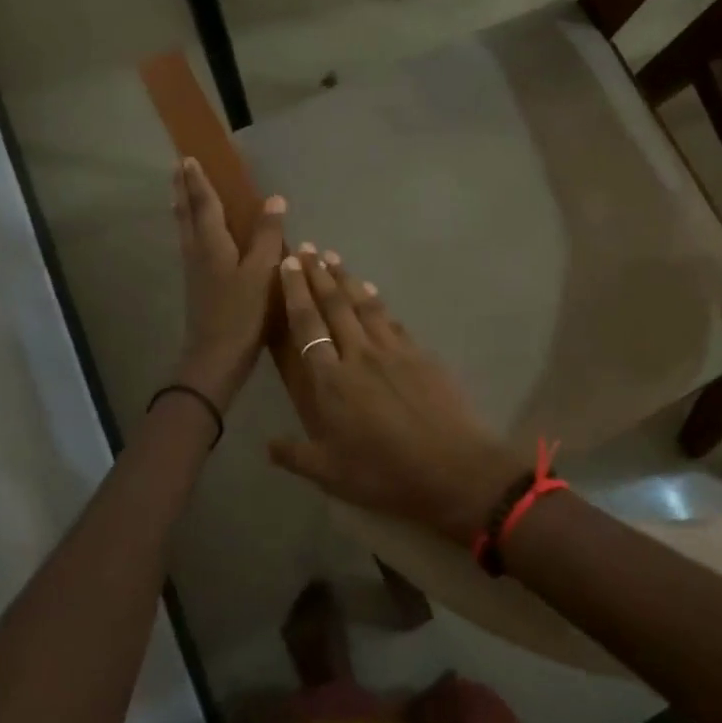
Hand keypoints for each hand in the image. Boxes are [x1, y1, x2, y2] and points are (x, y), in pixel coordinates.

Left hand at [172, 158, 285, 408]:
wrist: (215, 359)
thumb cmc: (241, 314)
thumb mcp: (261, 273)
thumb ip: (267, 236)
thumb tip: (274, 199)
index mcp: (212, 244)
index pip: (204, 203)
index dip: (199, 180)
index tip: (189, 157)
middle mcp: (197, 252)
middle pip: (187, 213)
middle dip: (184, 189)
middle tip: (178, 168)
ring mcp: (194, 270)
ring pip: (185, 229)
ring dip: (183, 207)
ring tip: (180, 192)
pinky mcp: (198, 285)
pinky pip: (190, 243)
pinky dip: (190, 227)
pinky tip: (197, 234)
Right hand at [268, 247, 526, 543]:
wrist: (453, 468)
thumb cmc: (385, 474)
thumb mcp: (331, 474)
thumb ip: (295, 455)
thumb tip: (268, 445)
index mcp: (331, 381)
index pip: (307, 325)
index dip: (295, 292)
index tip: (288, 263)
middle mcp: (359, 355)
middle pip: (335, 305)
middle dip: (318, 274)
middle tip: (308, 248)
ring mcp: (394, 351)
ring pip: (365, 305)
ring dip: (347, 280)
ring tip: (334, 258)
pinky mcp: (422, 354)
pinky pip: (393, 320)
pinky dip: (379, 302)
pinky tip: (373, 293)